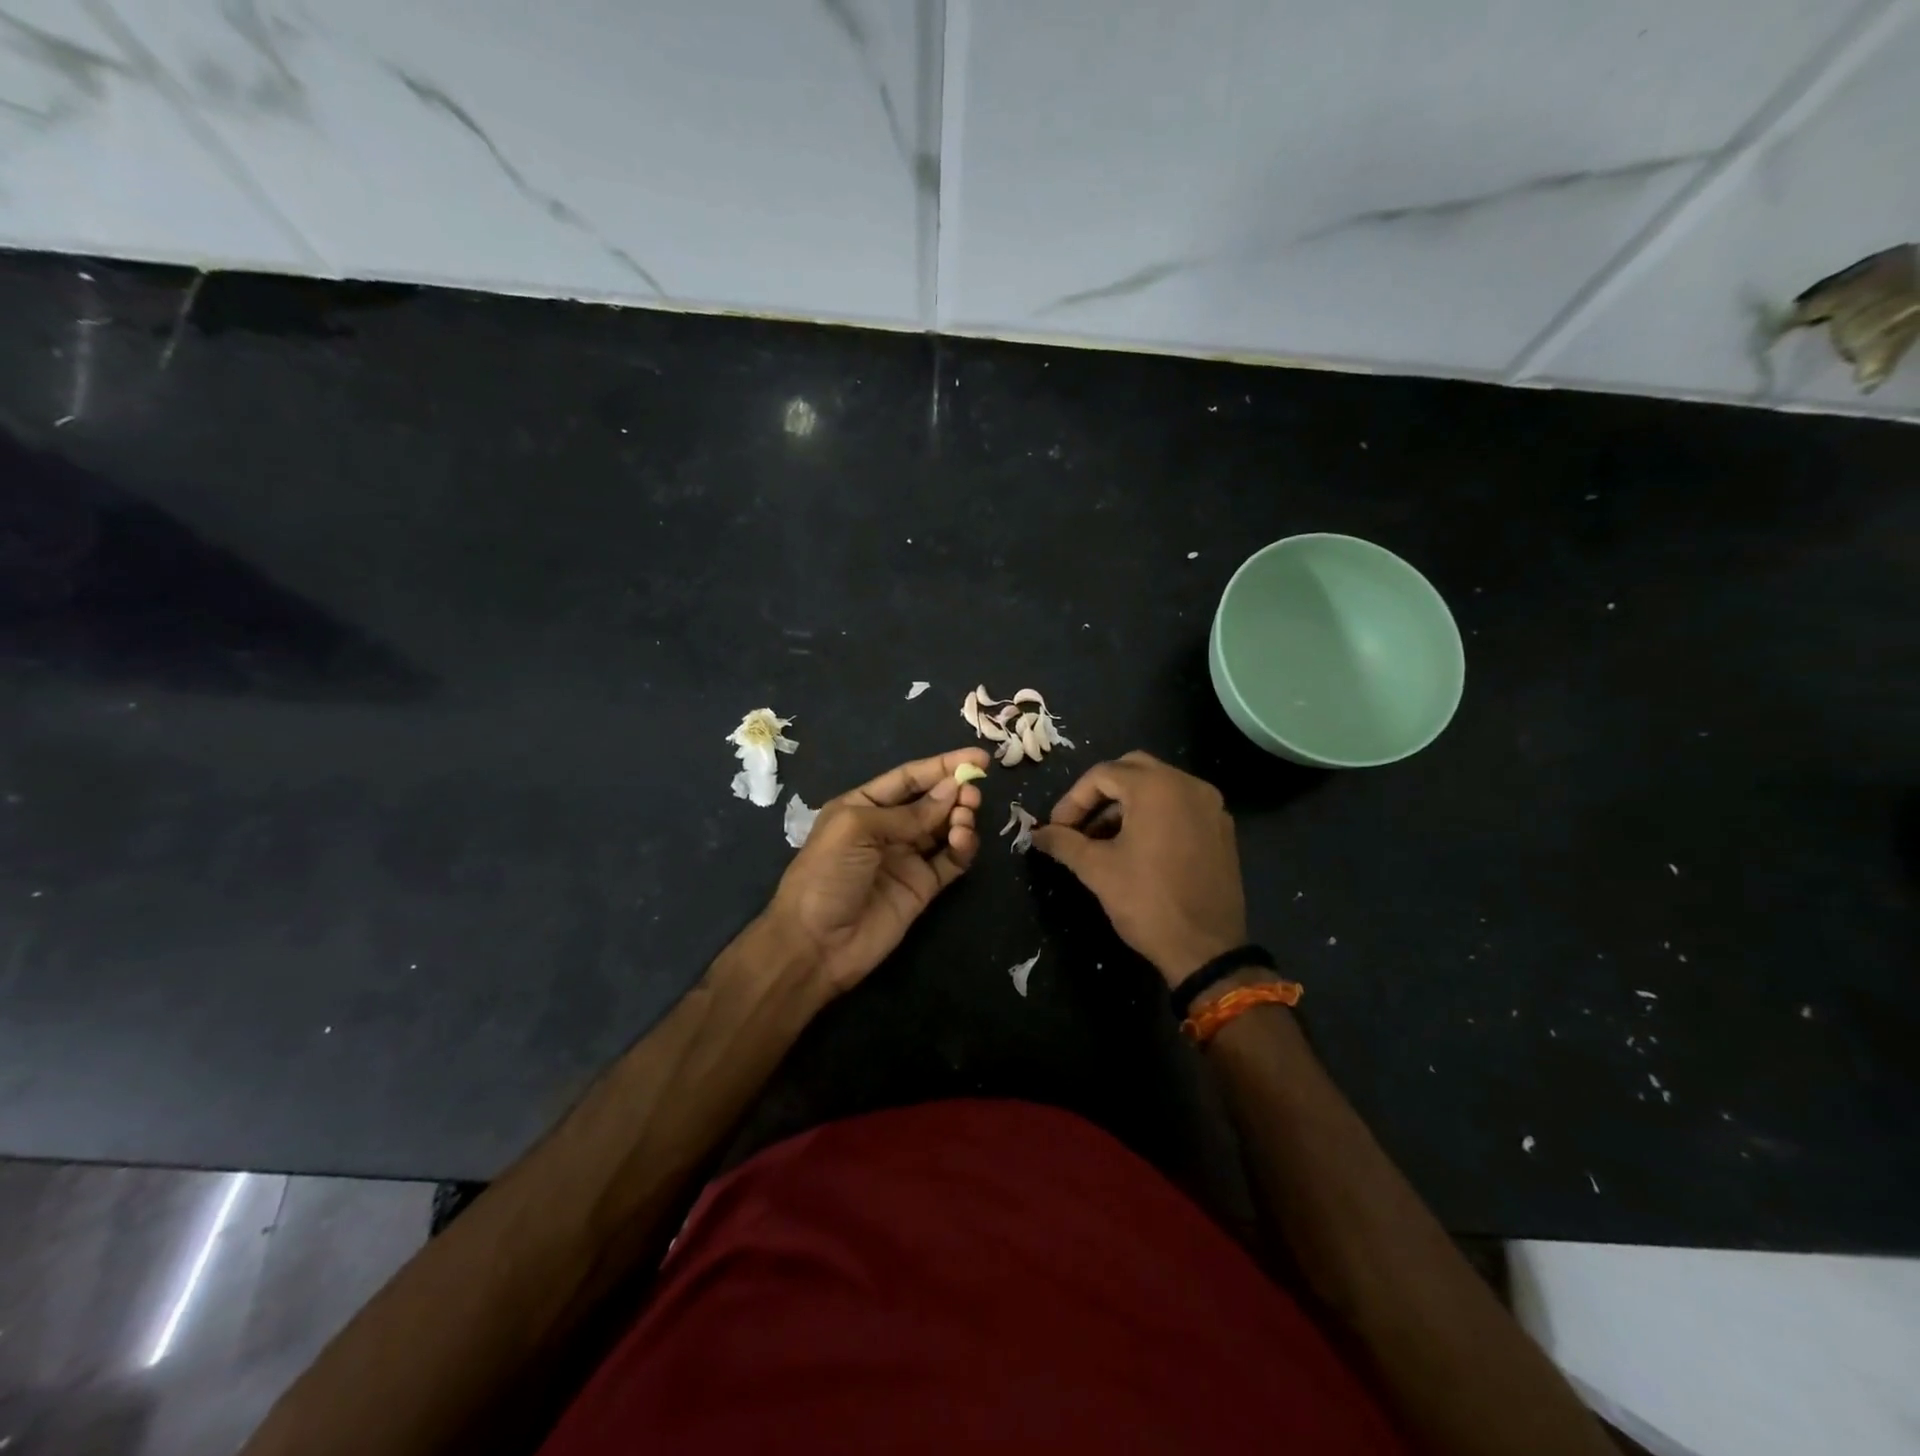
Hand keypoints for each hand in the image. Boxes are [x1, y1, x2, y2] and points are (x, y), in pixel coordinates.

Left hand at [761, 747, 988, 995]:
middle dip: (955, 792)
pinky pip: (951, 860)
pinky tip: (962, 841)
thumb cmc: (826, 874)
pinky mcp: (923, 887)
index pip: (909, 778)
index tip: (979, 758)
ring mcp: (907, 858)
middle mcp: (887, 828)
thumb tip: (953, 790)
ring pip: (945, 828)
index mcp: (863, 806)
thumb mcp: (857, 829)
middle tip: (973, 793)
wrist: (816, 944)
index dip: (942, 766)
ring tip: (965, 817)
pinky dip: (962, 848)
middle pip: (931, 801)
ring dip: (960, 817)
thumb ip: (908, 812)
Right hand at [1031, 751, 1246, 987]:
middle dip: (1100, 794)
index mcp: (1157, 787)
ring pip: (1158, 786)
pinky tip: (1137, 847)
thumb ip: (1063, 842)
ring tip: (1102, 839)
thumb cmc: (1147, 902)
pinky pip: (1180, 805)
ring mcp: (1210, 806)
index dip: (1073, 800)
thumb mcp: (1096, 870)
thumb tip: (1037, 834)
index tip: (1057, 829)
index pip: (1103, 774)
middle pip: (1132, 769)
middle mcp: (1188, 785)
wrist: (1206, 950)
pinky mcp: (1221, 829)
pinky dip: (1154, 814)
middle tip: (1078, 824)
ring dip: (1126, 804)